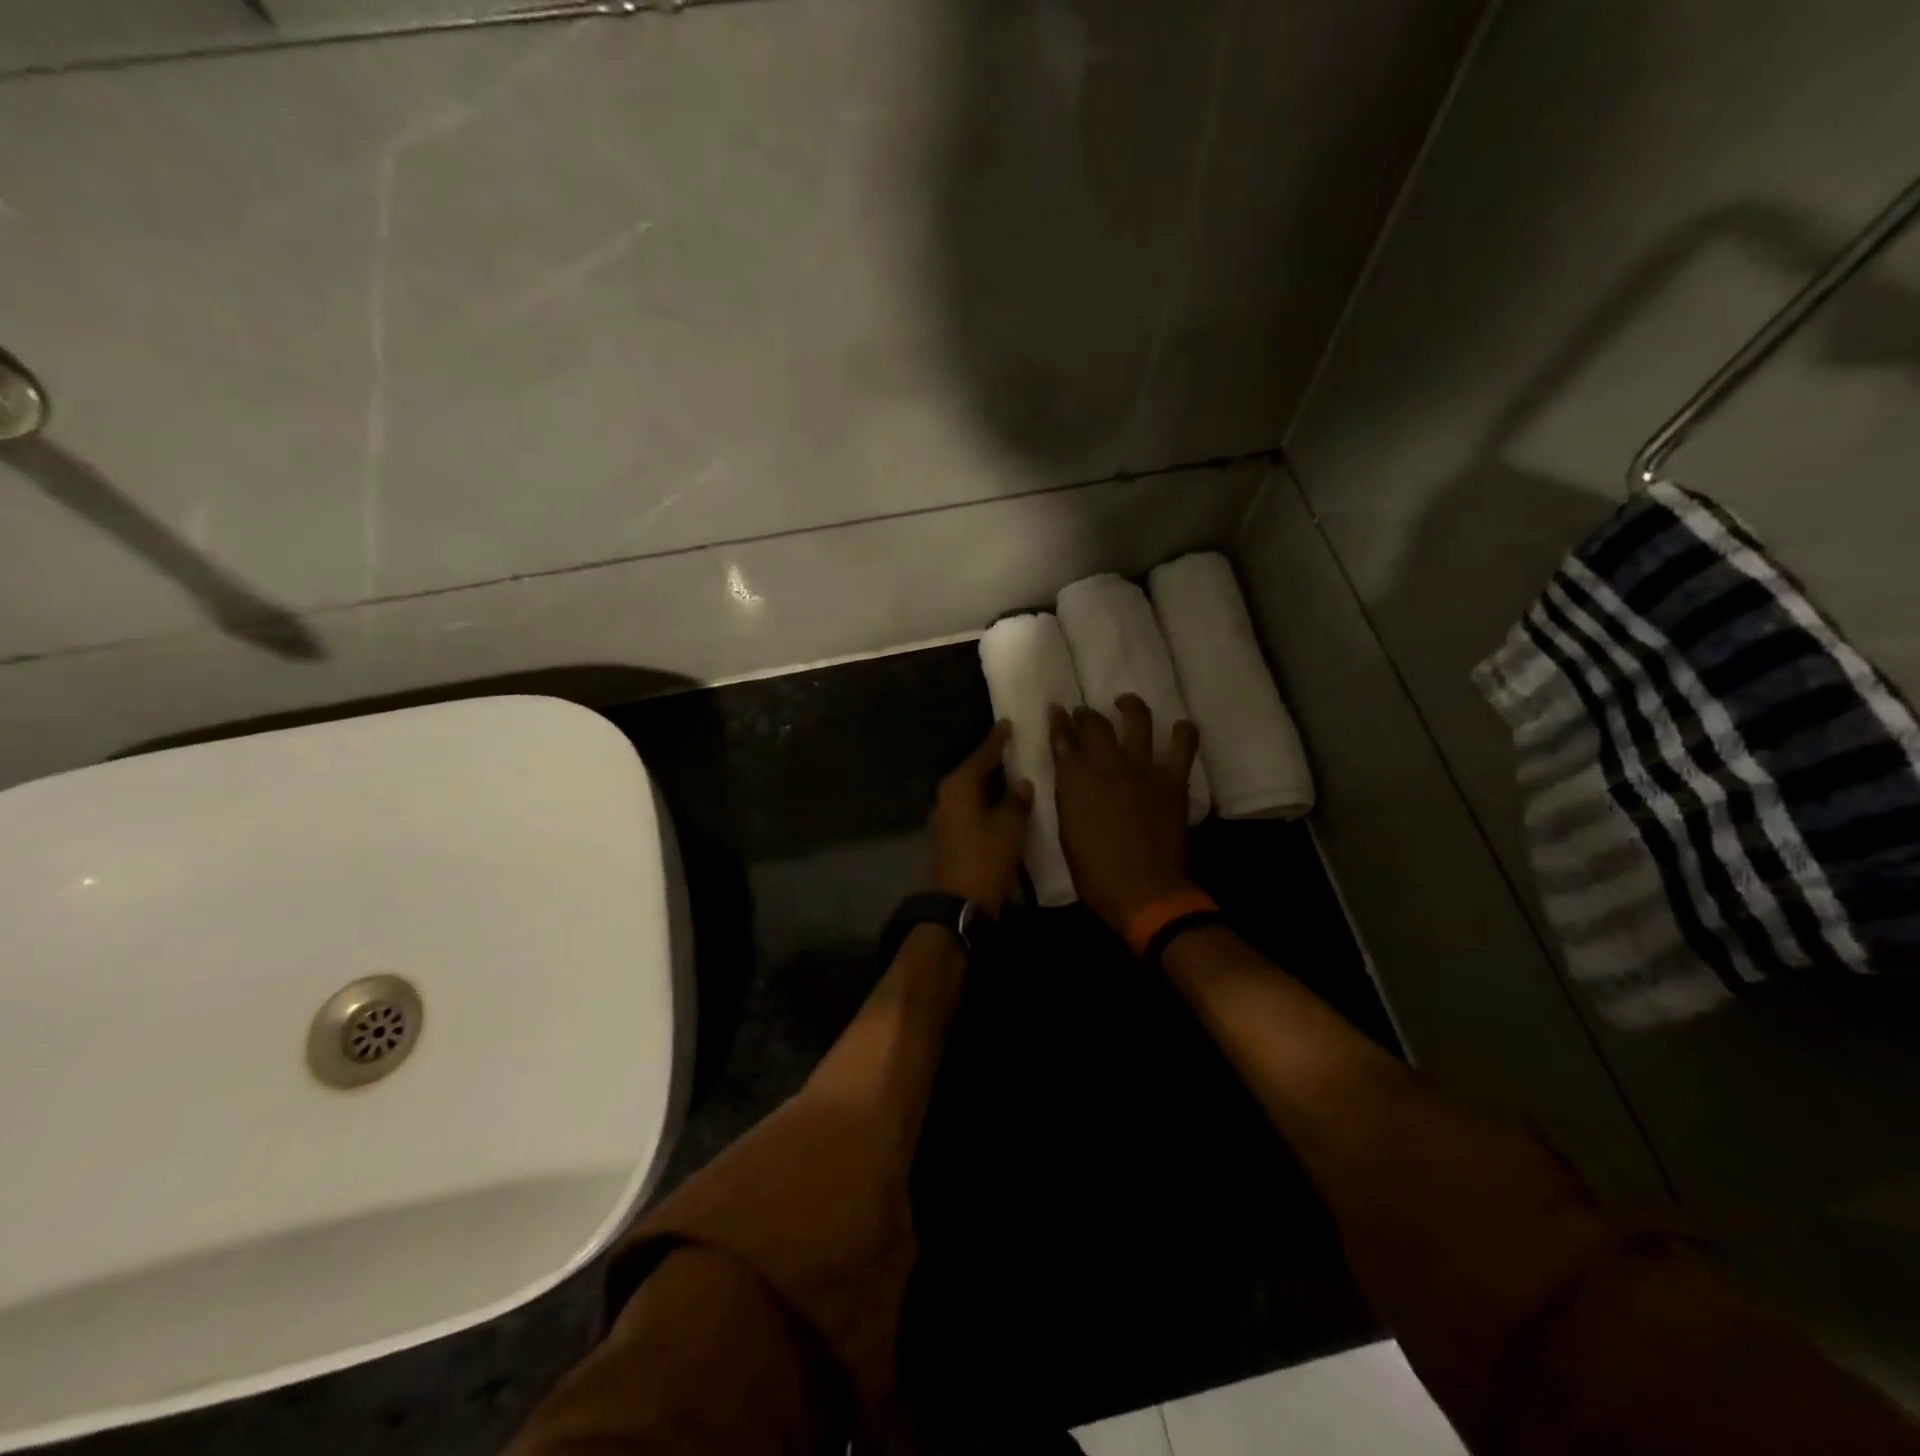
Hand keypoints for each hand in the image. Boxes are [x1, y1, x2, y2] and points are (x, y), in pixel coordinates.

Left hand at [930, 721, 1033, 916]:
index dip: (997, 740)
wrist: (958, 904)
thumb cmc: (986, 859)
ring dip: (988, 783)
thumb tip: (1022, 784)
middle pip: (973, 771)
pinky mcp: (947, 836)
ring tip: (1011, 772)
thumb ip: (1017, 801)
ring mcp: (944, 817)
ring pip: (970, 791)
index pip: (982, 755)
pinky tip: (1000, 803)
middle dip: (992, 760)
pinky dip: (984, 802)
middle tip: (1013, 746)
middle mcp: (946, 796)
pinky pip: (969, 808)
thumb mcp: (1010, 827)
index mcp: (959, 786)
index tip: (1008, 724)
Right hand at [1050, 695, 1199, 934]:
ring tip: (1126, 703)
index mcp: (1075, 782)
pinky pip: (1183, 745)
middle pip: (1095, 725)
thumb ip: (1070, 799)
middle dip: (1086, 714)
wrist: (1143, 891)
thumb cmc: (1095, 873)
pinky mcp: (1172, 780)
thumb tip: (1073, 782)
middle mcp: (1106, 766)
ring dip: (1130, 707)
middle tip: (1085, 712)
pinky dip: (1183, 731)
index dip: (1058, 723)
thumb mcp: (1068, 833)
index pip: (1062, 741)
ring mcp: (1142, 769)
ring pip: (1137, 721)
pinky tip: (1180, 726)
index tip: (1056, 710)